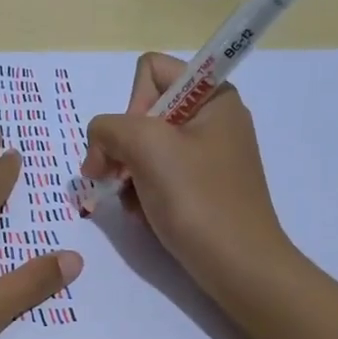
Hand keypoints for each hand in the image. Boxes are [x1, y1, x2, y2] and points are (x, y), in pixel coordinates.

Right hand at [80, 52, 291, 288]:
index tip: (135, 144)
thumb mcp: (146, 147)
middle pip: (143, 113)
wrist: (239, 267)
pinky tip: (146, 217)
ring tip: (135, 205)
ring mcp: (208, 156)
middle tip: (115, 179)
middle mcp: (212, 119)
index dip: (132, 104)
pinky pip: (157, 177)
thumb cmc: (198, 200)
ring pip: (144, 149)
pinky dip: (143, 195)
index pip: (150, 71)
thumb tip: (98, 147)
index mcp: (213, 96)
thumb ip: (109, 128)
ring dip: (129, 177)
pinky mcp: (201, 188)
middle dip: (123, 148)